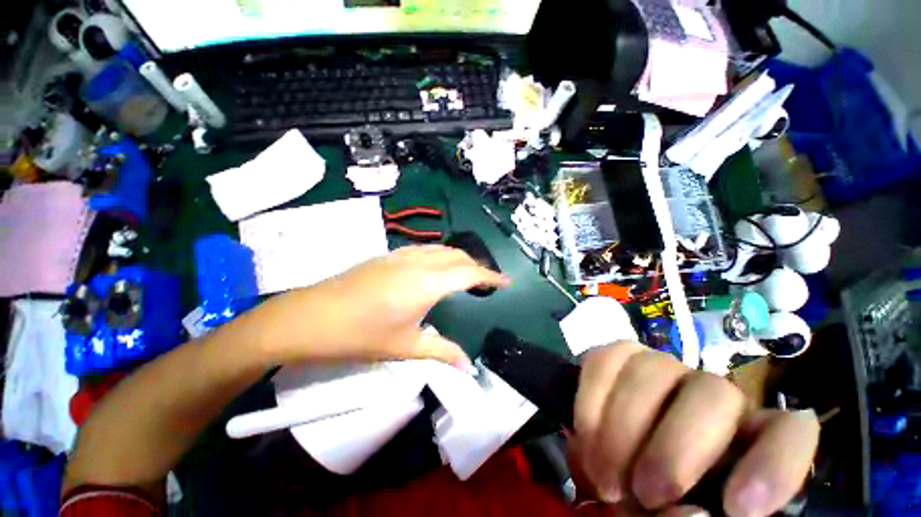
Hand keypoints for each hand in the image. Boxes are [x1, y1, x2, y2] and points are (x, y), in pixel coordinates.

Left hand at [252, 245, 508, 366]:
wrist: (314, 316)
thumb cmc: (362, 335)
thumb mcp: (405, 346)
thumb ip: (440, 352)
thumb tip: (467, 366)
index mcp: (427, 282)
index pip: (469, 272)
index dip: (490, 277)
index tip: (506, 284)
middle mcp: (415, 262)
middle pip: (454, 255)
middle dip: (475, 265)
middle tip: (485, 283)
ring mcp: (395, 256)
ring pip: (435, 249)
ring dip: (454, 258)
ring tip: (462, 276)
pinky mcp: (380, 258)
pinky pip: (418, 251)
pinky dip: (435, 257)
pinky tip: (429, 274)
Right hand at [572, 342, 819, 516]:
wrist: (632, 507)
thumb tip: (683, 514)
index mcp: (753, 455)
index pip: (793, 433)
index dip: (774, 462)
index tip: (739, 506)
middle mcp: (722, 413)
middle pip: (712, 394)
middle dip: (672, 453)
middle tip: (650, 497)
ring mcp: (673, 387)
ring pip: (654, 370)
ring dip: (620, 437)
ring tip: (612, 486)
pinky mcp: (625, 377)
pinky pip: (609, 363)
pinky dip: (591, 409)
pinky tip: (591, 453)